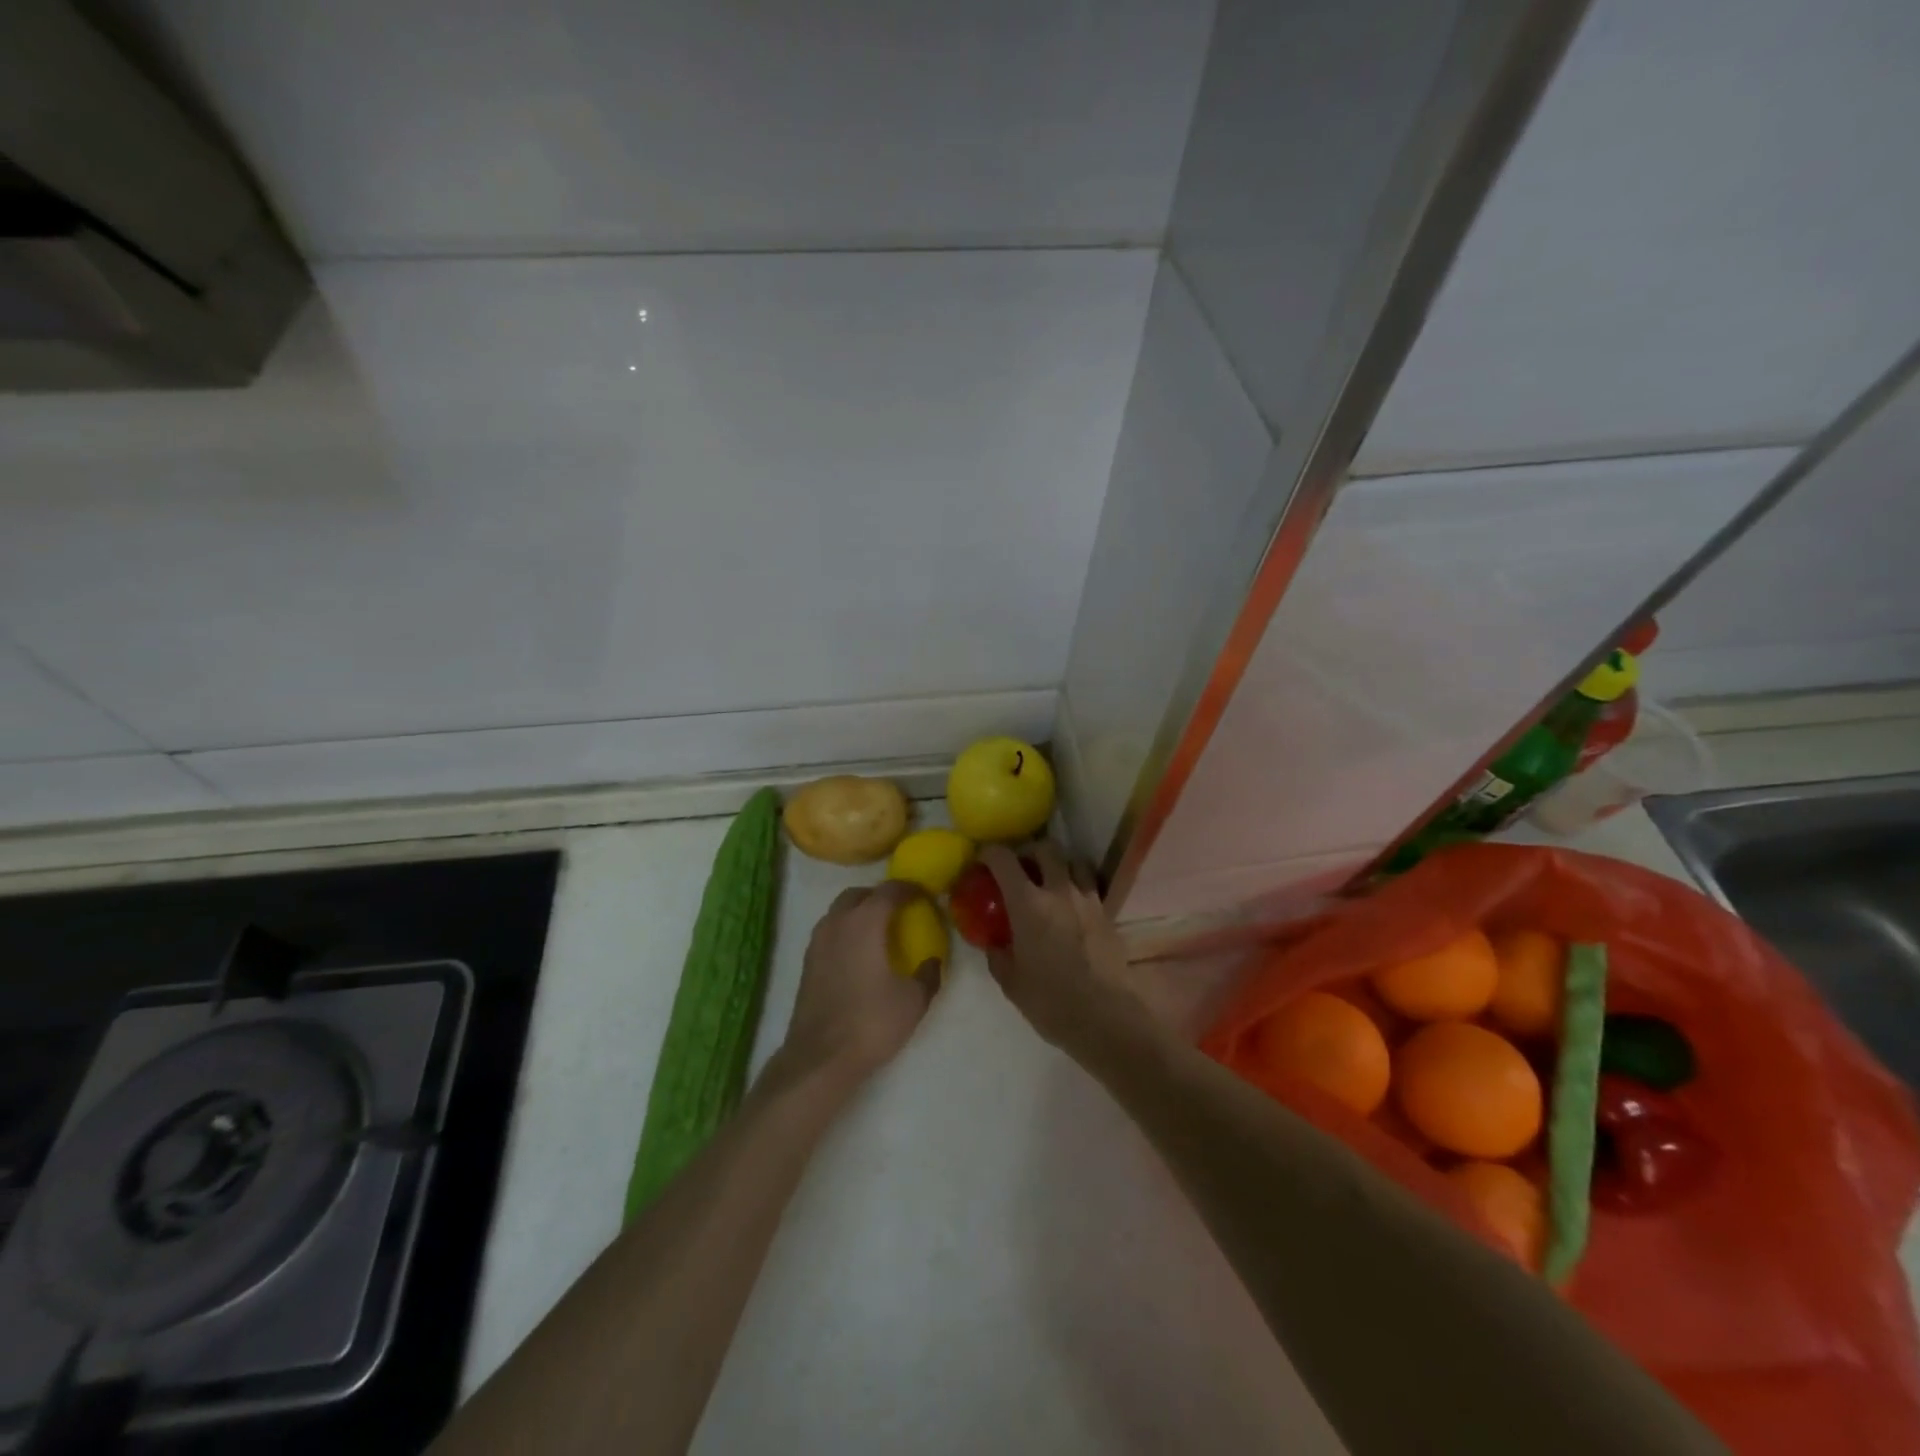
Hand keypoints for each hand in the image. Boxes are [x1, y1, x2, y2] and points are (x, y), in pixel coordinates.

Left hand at [778, 881, 938, 1088]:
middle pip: (858, 895)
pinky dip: (846, 932)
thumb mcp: (913, 1000)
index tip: (925, 895)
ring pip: (839, 912)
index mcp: (865, 922)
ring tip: (880, 932)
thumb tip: (932, 962)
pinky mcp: (807, 962)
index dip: (909, 889)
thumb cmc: (871, 1022)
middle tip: (901, 911)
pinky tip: (860, 955)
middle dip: (880, 896)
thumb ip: (928, 974)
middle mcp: (837, 922)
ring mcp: (817, 942)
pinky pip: (830, 932)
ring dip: (860, 913)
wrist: (820, 1058)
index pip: (889, 890)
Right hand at [978, 843, 1148, 1052]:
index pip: (1004, 860)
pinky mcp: (1107, 914)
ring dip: (1060, 864)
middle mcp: (1058, 891)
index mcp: (1028, 904)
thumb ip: (998, 956)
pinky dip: (1079, 886)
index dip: (989, 853)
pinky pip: (1091, 886)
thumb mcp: (1012, 983)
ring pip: (1075, 861)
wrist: (1107, 1016)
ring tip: (1052, 881)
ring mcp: (1087, 900)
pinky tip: (1073, 906)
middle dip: (1029, 851)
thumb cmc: (1052, 1001)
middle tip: (1020, 866)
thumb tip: (994, 944)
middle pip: (1045, 848)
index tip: (982, 860)